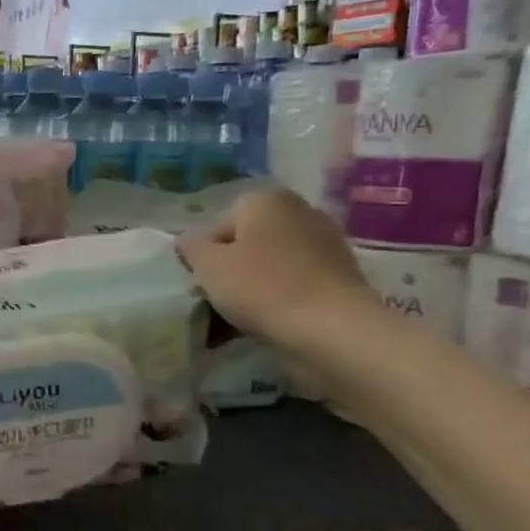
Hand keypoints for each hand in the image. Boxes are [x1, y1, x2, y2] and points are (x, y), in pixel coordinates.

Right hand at [177, 188, 376, 347]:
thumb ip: (190, 247)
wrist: (333, 331)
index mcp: (266, 199)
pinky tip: (260, 327)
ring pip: (267, 267)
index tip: (198, 282)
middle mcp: (299, 212)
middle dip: (227, 271)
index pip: (217, 223)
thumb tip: (189, 242)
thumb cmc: (261, 287)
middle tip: (212, 301)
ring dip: (248, 290)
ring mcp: (324, 246)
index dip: (202, 254)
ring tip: (231, 322)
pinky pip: (292, 286)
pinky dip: (275, 302)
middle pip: (245, 244)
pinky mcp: (340, 278)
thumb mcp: (207, 265)